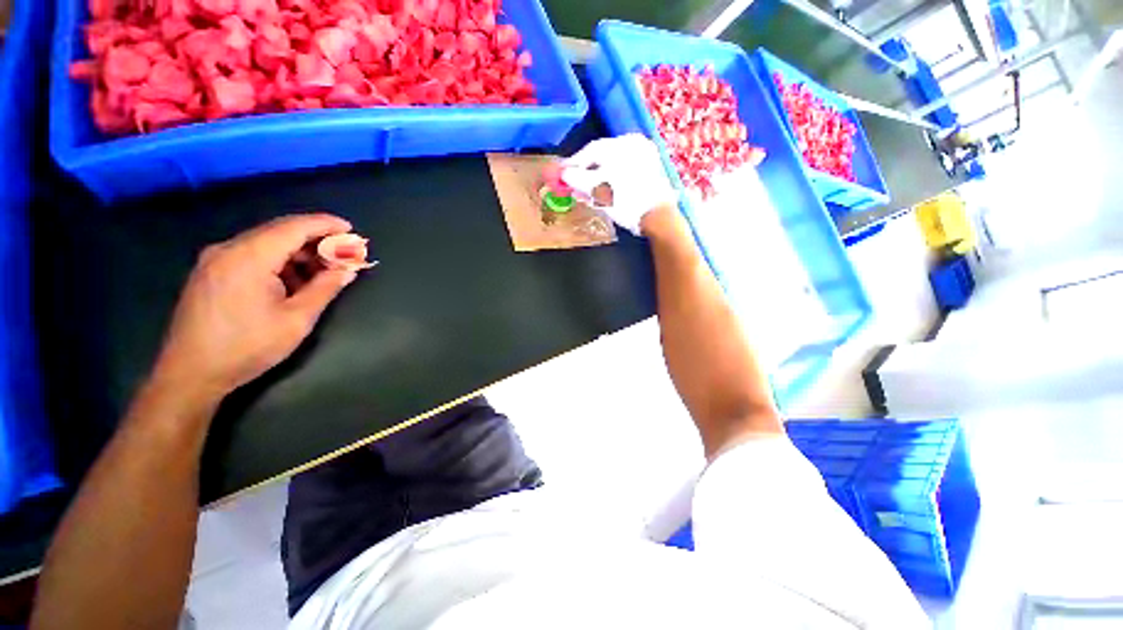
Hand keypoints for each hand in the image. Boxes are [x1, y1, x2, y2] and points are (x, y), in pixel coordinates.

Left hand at [150, 214, 356, 404]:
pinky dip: (278, 261)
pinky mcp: (211, 272)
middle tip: (342, 254)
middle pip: (279, 231)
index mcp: (249, 258)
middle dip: (315, 239)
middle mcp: (228, 249)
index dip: (325, 224)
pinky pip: (251, 255)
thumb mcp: (296, 319)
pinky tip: (293, 280)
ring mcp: (215, 260)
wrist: (190, 374)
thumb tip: (348, 270)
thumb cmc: (247, 347)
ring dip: (297, 252)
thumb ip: (324, 289)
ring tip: (322, 271)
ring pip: (265, 243)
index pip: (293, 228)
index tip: (350, 229)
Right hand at [561, 133, 678, 234]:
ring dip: (597, 178)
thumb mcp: (598, 190)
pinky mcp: (650, 171)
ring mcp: (644, 157)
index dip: (573, 164)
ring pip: (612, 165)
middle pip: (602, 157)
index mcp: (622, 144)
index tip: (562, 174)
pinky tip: (604, 192)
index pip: (590, 151)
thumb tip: (564, 174)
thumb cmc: (626, 201)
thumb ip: (577, 179)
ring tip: (586, 192)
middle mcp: (634, 144)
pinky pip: (624, 172)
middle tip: (573, 184)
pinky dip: (611, 180)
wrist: (657, 217)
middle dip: (585, 172)